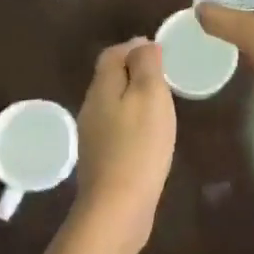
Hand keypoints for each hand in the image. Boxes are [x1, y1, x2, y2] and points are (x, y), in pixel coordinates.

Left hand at [73, 39, 176, 253]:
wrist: (117, 209)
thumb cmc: (138, 146)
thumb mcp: (149, 95)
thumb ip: (146, 65)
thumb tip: (142, 44)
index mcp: (102, 87)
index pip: (112, 54)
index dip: (133, 48)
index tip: (159, 52)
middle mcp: (91, 107)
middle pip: (109, 77)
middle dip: (133, 71)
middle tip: (163, 77)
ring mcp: (93, 136)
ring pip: (112, 103)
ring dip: (133, 97)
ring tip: (160, 104)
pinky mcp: (101, 160)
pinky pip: (116, 128)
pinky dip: (131, 122)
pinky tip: (148, 136)